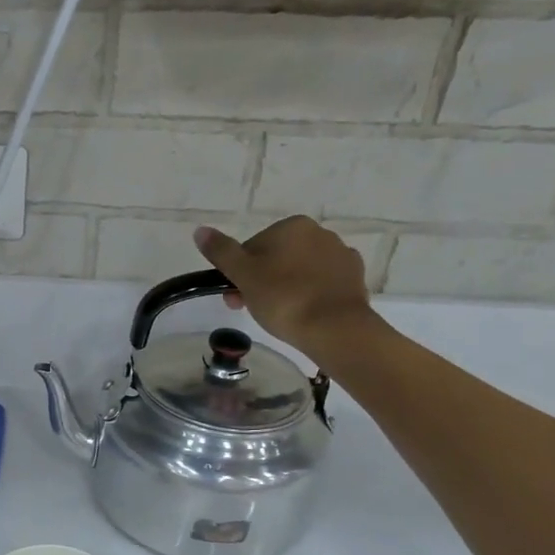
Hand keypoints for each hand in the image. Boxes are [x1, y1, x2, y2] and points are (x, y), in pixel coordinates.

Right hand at [193, 217, 375, 362]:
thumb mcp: (243, 275)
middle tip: (252, 309)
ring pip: (300, 269)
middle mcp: (320, 232)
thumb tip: (200, 230)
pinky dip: (311, 293)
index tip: (235, 297)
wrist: (335, 328)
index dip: (240, 273)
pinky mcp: (355, 277)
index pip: (253, 248)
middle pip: (277, 257)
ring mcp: (341, 254)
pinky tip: (305, 312)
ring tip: (279, 315)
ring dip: (286, 286)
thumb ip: (221, 252)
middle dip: (261, 280)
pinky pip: (323, 282)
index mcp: (292, 226)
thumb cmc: (283, 298)